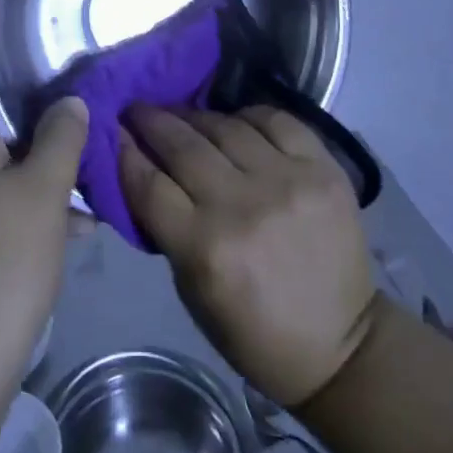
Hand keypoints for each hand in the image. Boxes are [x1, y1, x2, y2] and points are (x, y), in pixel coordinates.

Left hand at [0, 84, 87, 398]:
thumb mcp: (44, 190)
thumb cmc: (3, 259)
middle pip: (1, 128)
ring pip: (9, 171)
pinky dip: (39, 208)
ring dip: (50, 171)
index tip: (66, 74)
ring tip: (98, 173)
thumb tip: (70, 101)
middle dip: (48, 125)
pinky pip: (6, 208)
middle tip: (94, 122)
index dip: (21, 74)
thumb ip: (61, 137)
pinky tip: (83, 226)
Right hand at [120, 105, 376, 407]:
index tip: (111, 129)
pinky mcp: (323, 169)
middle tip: (136, 108)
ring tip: (181, 112)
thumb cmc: (254, 332)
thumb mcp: (193, 292)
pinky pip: (277, 121)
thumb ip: (168, 229)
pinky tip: (235, 120)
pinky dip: (249, 115)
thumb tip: (144, 173)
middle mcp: (243, 205)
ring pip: (227, 127)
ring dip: (195, 115)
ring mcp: (287, 181)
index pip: (149, 183)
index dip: (124, 150)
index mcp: (205, 248)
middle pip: (183, 146)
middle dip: (152, 120)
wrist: (341, 345)